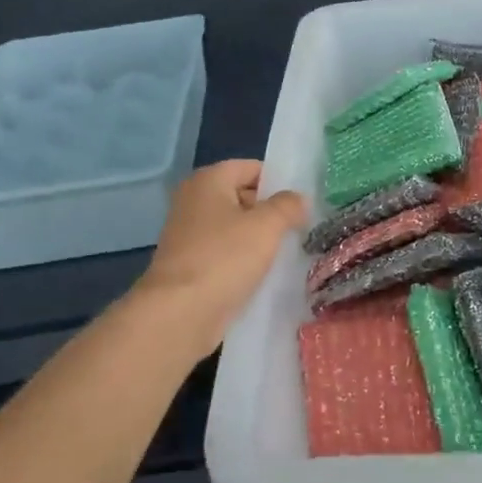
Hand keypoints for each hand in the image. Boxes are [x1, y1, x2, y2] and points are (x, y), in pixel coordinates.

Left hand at [133, 160, 306, 359]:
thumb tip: (298, 199)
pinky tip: (266, 274)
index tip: (302, 203)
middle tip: (301, 227)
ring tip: (289, 251)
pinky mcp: (190, 265)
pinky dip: (244, 260)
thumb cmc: (224, 258)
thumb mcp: (267, 226)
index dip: (278, 182)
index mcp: (208, 180)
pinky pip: (225, 253)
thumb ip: (288, 206)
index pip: (251, 168)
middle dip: (270, 211)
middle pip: (242, 196)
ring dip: (259, 238)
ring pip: (235, 228)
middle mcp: (194, 200)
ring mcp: (189, 234)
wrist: (179, 314)